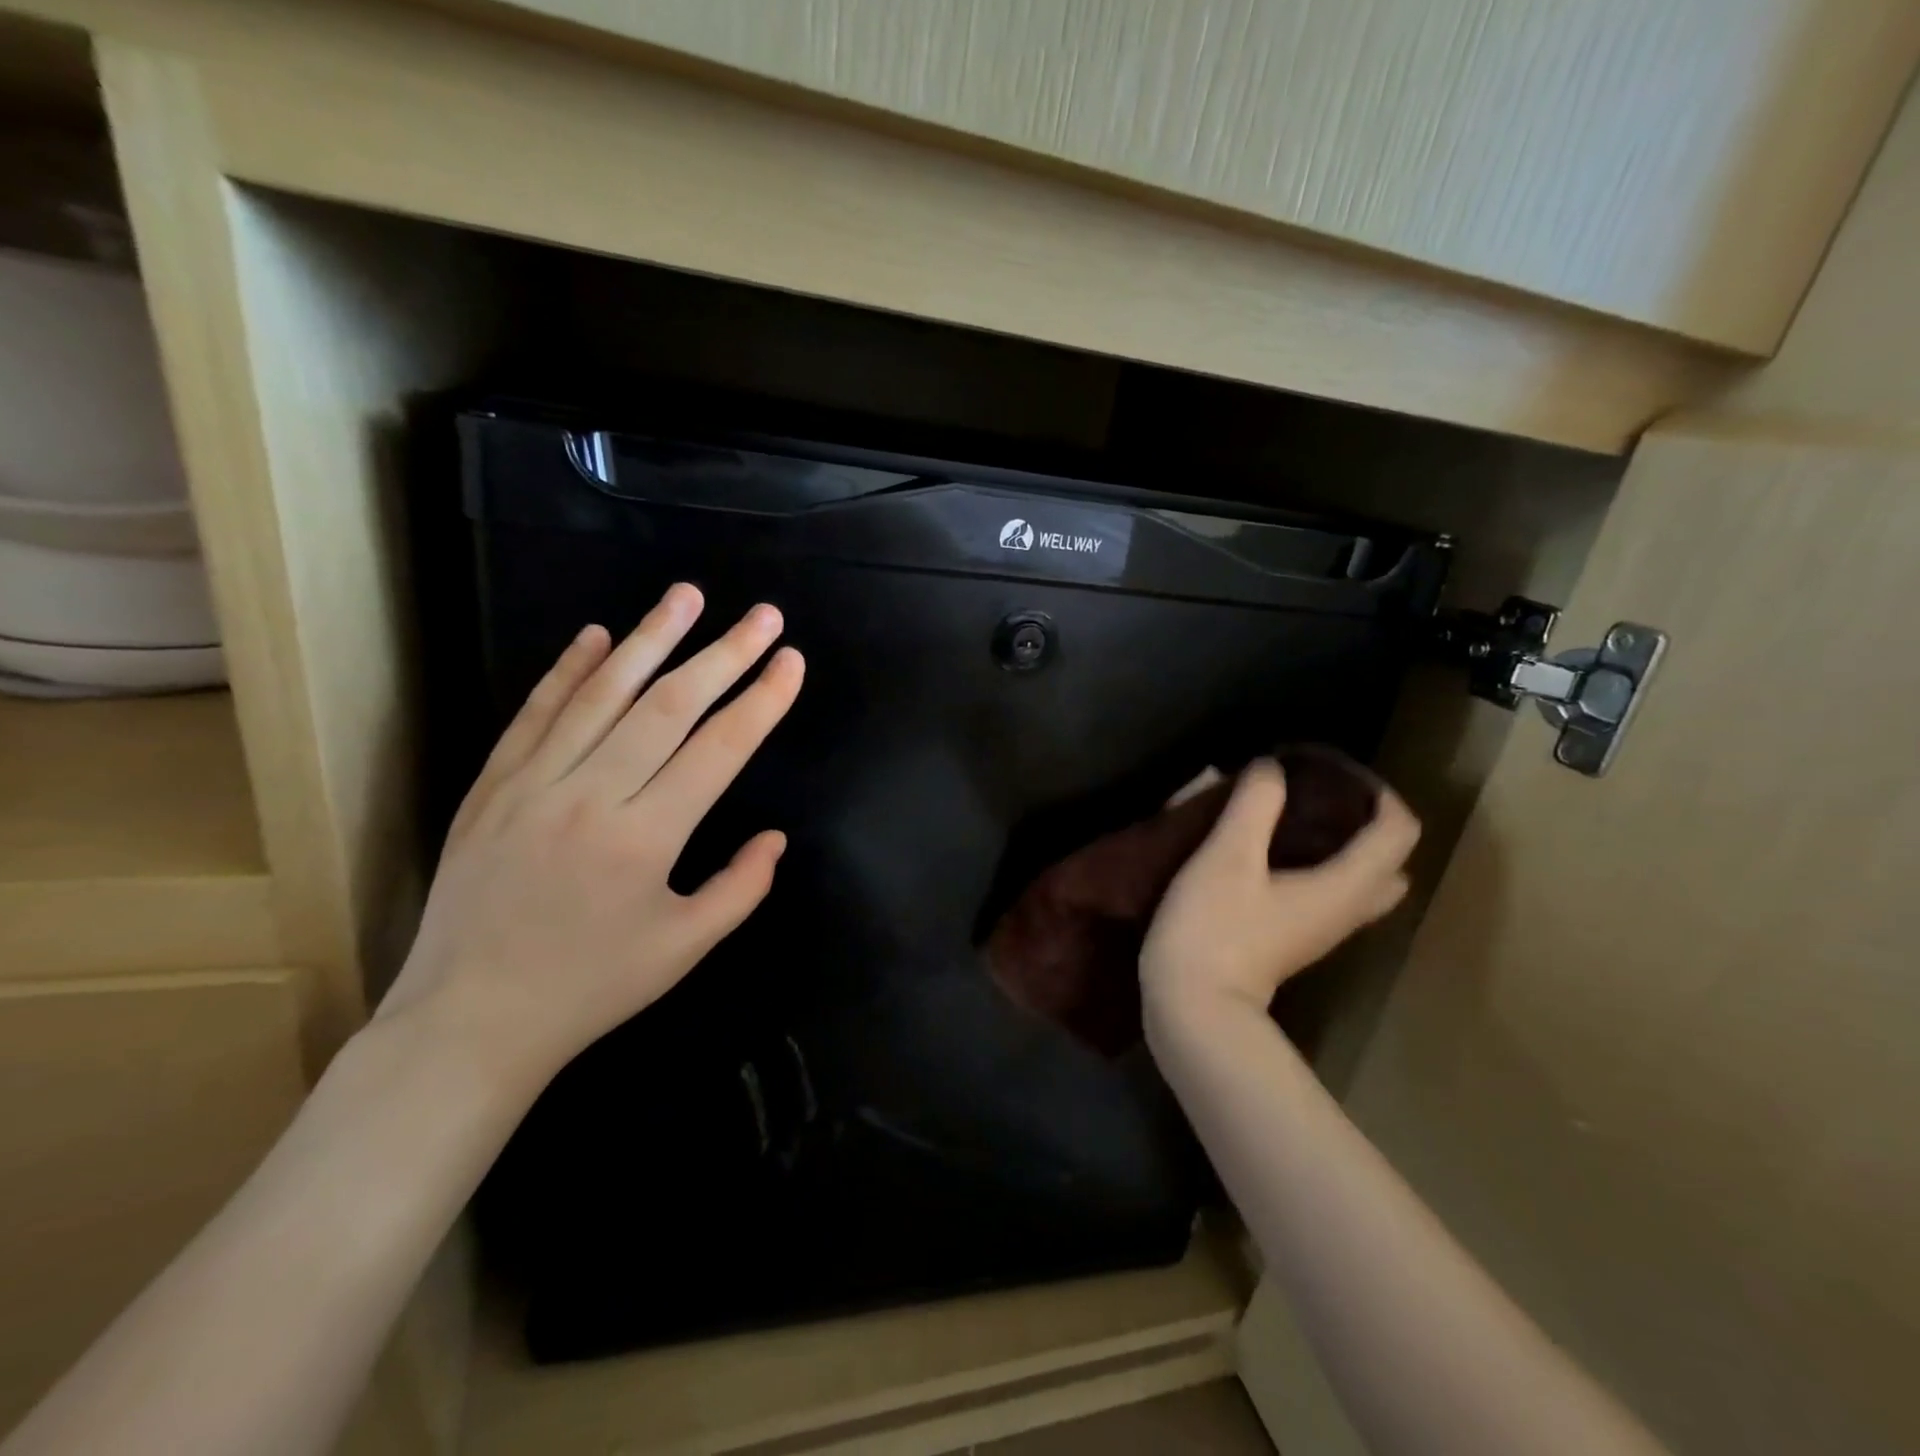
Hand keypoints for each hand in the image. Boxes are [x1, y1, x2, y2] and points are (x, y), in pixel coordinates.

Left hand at [376, 584, 804, 1094]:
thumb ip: (741, 888)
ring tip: (687, 596)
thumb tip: (775, 837)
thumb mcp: (684, 949)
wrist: (469, 1020)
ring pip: (602, 694)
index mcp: (646, 839)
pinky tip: (597, 635)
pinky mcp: (491, 786)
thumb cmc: (590, 988)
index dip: (762, 700)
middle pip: (669, 706)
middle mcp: (591, 796)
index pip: (720, 749)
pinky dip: (568, 670)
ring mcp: (532, 784)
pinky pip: (535, 714)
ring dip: (650, 638)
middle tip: (763, 616)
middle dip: (724, 654)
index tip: (791, 661)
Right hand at [1140, 758, 1418, 1016]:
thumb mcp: (1227, 856)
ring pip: (1357, 882)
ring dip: (1339, 847)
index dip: (1377, 792)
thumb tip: (1271, 767)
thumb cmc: (1214, 928)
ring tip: (1292, 819)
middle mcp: (1347, 909)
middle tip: (1319, 798)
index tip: (1331, 770)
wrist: (1193, 1008)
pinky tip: (1268, 854)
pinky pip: (1326, 895)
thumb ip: (1254, 805)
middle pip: (1388, 862)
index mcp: (1345, 886)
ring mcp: (1322, 931)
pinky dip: (1315, 868)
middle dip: (1365, 823)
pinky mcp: (1294, 941)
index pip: (1398, 830)